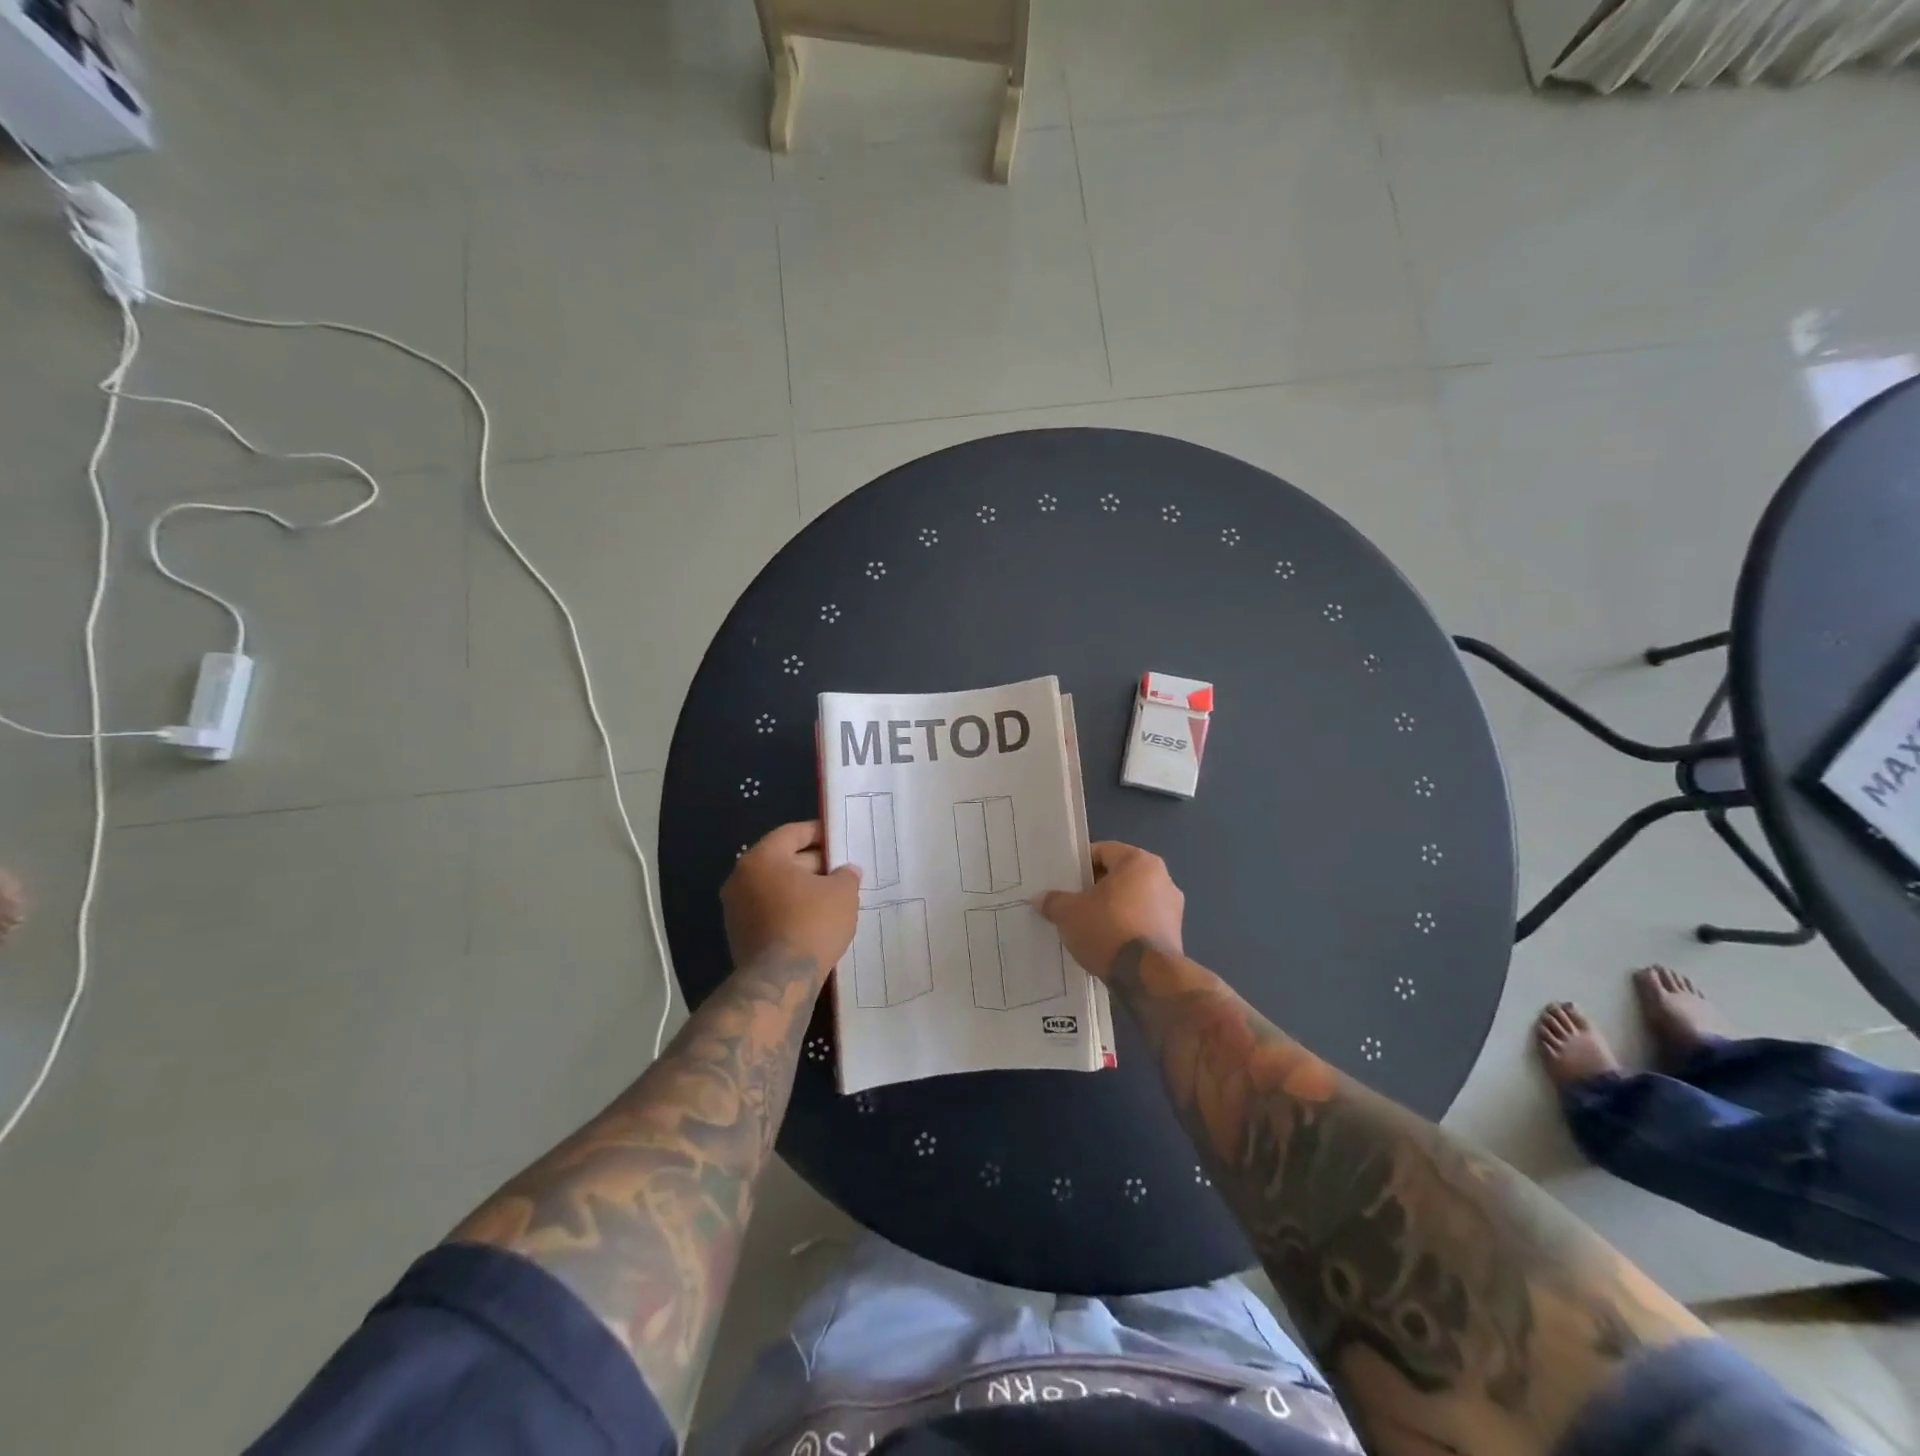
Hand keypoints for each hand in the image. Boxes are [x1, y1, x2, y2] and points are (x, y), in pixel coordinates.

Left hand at [721, 820, 861, 979]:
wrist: (780, 981)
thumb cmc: (812, 924)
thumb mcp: (842, 893)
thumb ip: (846, 875)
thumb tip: (846, 871)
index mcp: (762, 859)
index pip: (792, 833)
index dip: (818, 833)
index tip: (839, 839)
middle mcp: (741, 878)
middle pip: (781, 860)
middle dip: (813, 863)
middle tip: (841, 871)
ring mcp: (735, 908)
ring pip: (775, 887)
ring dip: (801, 888)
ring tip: (832, 897)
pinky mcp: (739, 934)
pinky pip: (769, 910)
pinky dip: (790, 909)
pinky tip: (814, 920)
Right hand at [1036, 841, 1184, 979]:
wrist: (1147, 977)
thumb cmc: (1108, 929)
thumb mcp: (1070, 914)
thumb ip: (1054, 901)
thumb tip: (1039, 898)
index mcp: (1139, 862)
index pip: (1103, 851)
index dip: (1081, 865)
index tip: (1065, 882)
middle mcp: (1163, 878)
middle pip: (1120, 876)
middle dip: (1097, 888)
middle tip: (1074, 903)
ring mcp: (1173, 907)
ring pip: (1133, 900)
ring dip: (1113, 909)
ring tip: (1089, 926)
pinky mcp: (1175, 934)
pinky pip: (1143, 921)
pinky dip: (1127, 927)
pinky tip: (1109, 943)